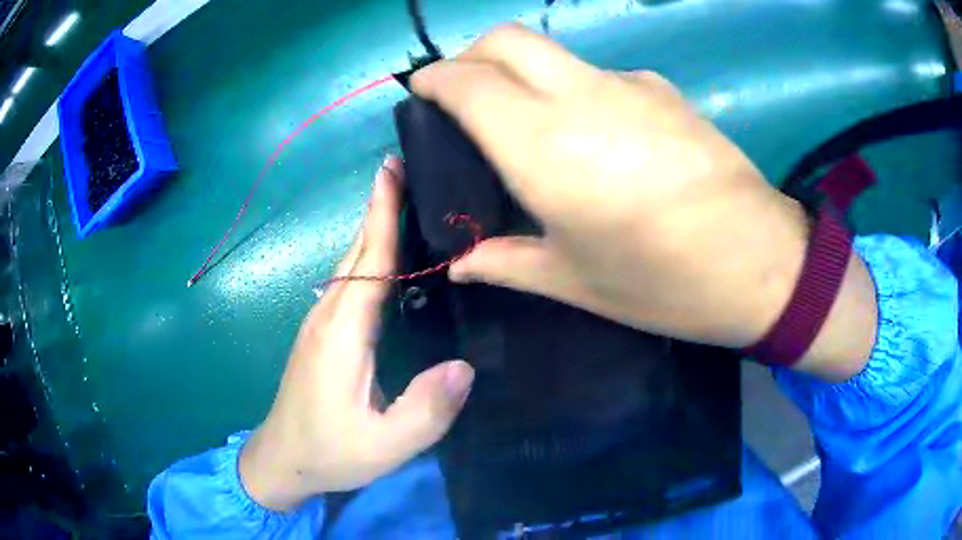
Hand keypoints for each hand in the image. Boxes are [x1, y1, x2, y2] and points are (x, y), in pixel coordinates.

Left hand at [239, 156, 474, 510]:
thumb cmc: (331, 453)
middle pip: (357, 251)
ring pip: (351, 263)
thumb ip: (425, 410)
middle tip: (408, 168)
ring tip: (405, 201)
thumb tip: (465, 365)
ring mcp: (321, 324)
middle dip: (379, 206)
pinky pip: (350, 282)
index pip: (368, 260)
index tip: (391, 167)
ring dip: (374, 227)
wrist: (283, 461)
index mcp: (342, 333)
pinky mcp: (322, 335)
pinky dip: (368, 255)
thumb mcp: (385, 446)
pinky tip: (388, 257)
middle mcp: (328, 316)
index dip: (381, 212)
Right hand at [412, 25, 875, 379]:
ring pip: (553, 53)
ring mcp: (629, 85)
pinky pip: (599, 73)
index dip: (434, 80)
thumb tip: (460, 265)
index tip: (420, 92)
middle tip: (462, 92)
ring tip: (526, 118)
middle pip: (506, 39)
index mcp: (544, 147)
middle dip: (470, 55)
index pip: (467, 83)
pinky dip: (573, 86)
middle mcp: (580, 97)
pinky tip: (593, 131)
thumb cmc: (663, 282)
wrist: (761, 264)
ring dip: (523, 70)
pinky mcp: (663, 89)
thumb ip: (506, 262)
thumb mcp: (575, 282)